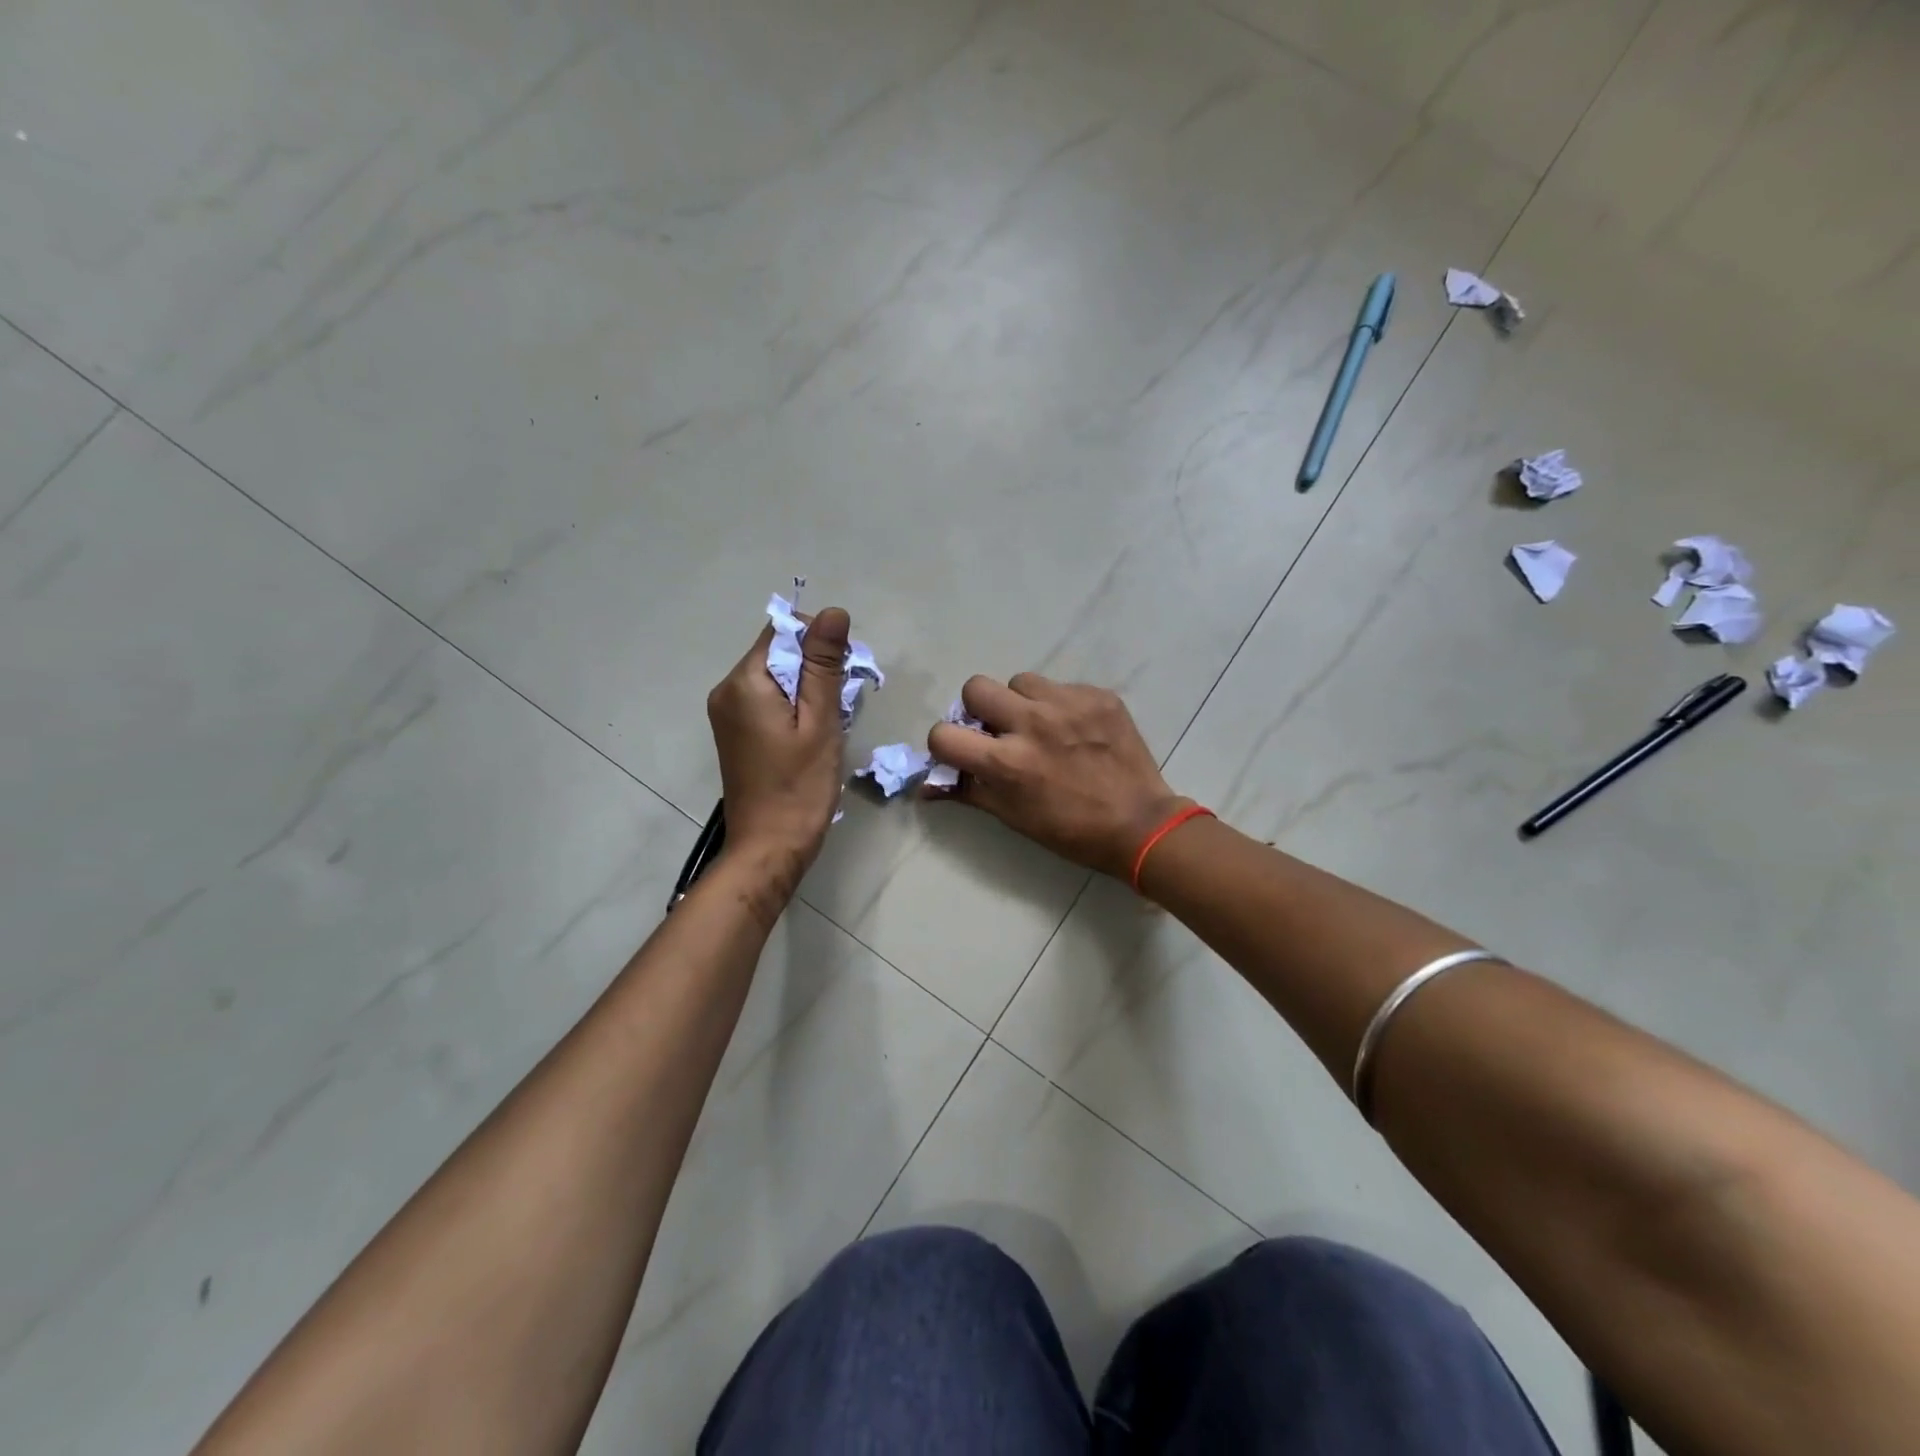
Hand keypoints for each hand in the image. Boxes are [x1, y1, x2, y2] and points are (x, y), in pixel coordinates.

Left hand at [707, 607, 851, 889]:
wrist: (769, 848)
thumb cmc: (800, 787)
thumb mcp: (820, 722)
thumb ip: (824, 665)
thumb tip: (833, 612)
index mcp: (744, 682)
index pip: (782, 630)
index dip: (818, 643)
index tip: (842, 677)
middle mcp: (727, 690)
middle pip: (777, 652)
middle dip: (814, 668)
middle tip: (840, 706)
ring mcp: (727, 713)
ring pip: (775, 677)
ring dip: (807, 689)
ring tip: (827, 725)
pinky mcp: (735, 733)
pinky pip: (767, 700)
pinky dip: (793, 707)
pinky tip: (809, 736)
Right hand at [926, 673, 1188, 880]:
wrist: (1140, 823)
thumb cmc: (1069, 830)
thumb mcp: (1012, 816)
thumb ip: (967, 792)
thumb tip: (926, 786)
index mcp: (1006, 762)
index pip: (944, 734)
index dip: (946, 743)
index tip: (963, 751)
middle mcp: (1031, 724)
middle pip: (976, 687)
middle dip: (979, 709)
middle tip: (1000, 729)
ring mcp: (1067, 704)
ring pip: (1020, 681)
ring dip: (1021, 702)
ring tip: (1042, 726)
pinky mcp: (1097, 695)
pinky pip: (1061, 686)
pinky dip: (1059, 705)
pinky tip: (1076, 730)